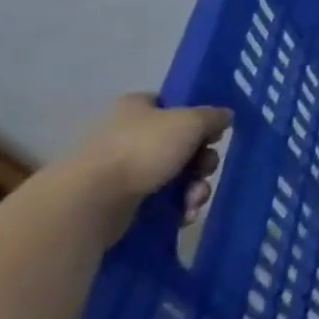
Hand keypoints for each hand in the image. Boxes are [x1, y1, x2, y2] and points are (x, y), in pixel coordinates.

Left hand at [66, 94, 230, 231]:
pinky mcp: (121, 200)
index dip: (198, 118)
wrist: (92, 201)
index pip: (173, 104)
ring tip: (194, 199)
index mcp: (137, 107)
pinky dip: (177, 205)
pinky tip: (184, 214)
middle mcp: (128, 134)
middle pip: (181, 143)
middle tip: (206, 169)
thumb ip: (214, 116)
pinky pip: (161, 199)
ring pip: (175, 173)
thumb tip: (225, 117)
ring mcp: (123, 168)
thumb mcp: (192, 122)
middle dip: (202, 161)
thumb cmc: (143, 149)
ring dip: (195, 187)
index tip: (213, 133)